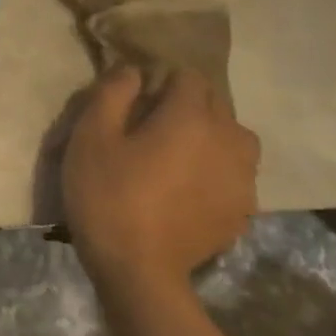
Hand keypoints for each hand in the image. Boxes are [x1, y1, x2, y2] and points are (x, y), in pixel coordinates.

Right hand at [61, 67, 259, 290]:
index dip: (160, 80)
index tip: (133, 97)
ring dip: (207, 135)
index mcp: (191, 118)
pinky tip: (183, 186)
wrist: (138, 265)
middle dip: (185, 105)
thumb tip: (133, 70)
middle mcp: (230, 140)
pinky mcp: (244, 207)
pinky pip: (235, 171)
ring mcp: (244, 177)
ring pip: (233, 138)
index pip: (189, 78)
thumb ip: (112, 95)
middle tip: (145, 124)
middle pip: (215, 105)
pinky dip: (214, 167)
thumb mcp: (90, 137)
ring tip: (172, 153)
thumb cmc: (106, 192)